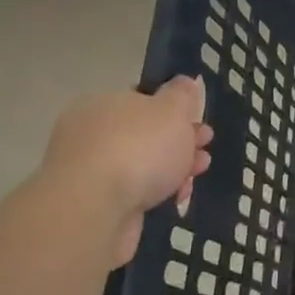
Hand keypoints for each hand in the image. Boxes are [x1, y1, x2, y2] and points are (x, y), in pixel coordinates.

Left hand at [43, 80, 213, 261]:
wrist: (95, 211)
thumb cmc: (138, 149)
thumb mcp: (172, 110)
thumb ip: (182, 95)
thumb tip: (184, 83)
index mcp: (103, 104)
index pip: (141, 100)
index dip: (174, 111)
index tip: (199, 123)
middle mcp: (90, 134)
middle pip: (144, 134)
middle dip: (179, 142)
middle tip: (204, 148)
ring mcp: (89, 172)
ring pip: (141, 165)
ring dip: (173, 169)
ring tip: (196, 176)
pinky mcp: (94, 205)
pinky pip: (133, 193)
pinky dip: (156, 193)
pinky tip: (177, 198)